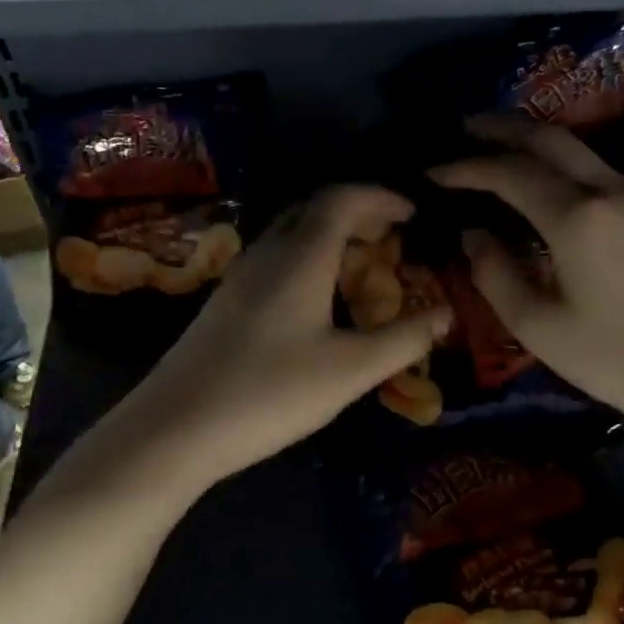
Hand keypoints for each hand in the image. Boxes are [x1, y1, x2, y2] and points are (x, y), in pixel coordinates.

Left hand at [105, 186, 450, 493]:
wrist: (176, 426)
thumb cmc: (271, 393)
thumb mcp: (349, 370)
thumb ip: (403, 340)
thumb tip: (446, 315)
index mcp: (300, 256)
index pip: (342, 199)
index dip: (382, 198)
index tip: (414, 213)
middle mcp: (267, 253)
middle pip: (315, 209)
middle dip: (358, 212)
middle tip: (393, 236)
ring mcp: (240, 276)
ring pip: (292, 234)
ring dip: (331, 235)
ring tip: (362, 263)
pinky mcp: (226, 302)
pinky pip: (276, 258)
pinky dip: (308, 258)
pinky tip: (318, 297)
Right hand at [431, 114, 623, 426]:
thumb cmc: (615, 357)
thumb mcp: (538, 326)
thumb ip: (495, 274)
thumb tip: (473, 233)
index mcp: (577, 217)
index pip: (510, 173)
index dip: (466, 168)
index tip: (431, 173)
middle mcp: (608, 190)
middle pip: (548, 139)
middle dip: (500, 128)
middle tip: (461, 129)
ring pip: (574, 148)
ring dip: (530, 140)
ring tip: (491, 146)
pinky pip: (592, 167)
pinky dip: (555, 161)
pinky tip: (537, 177)